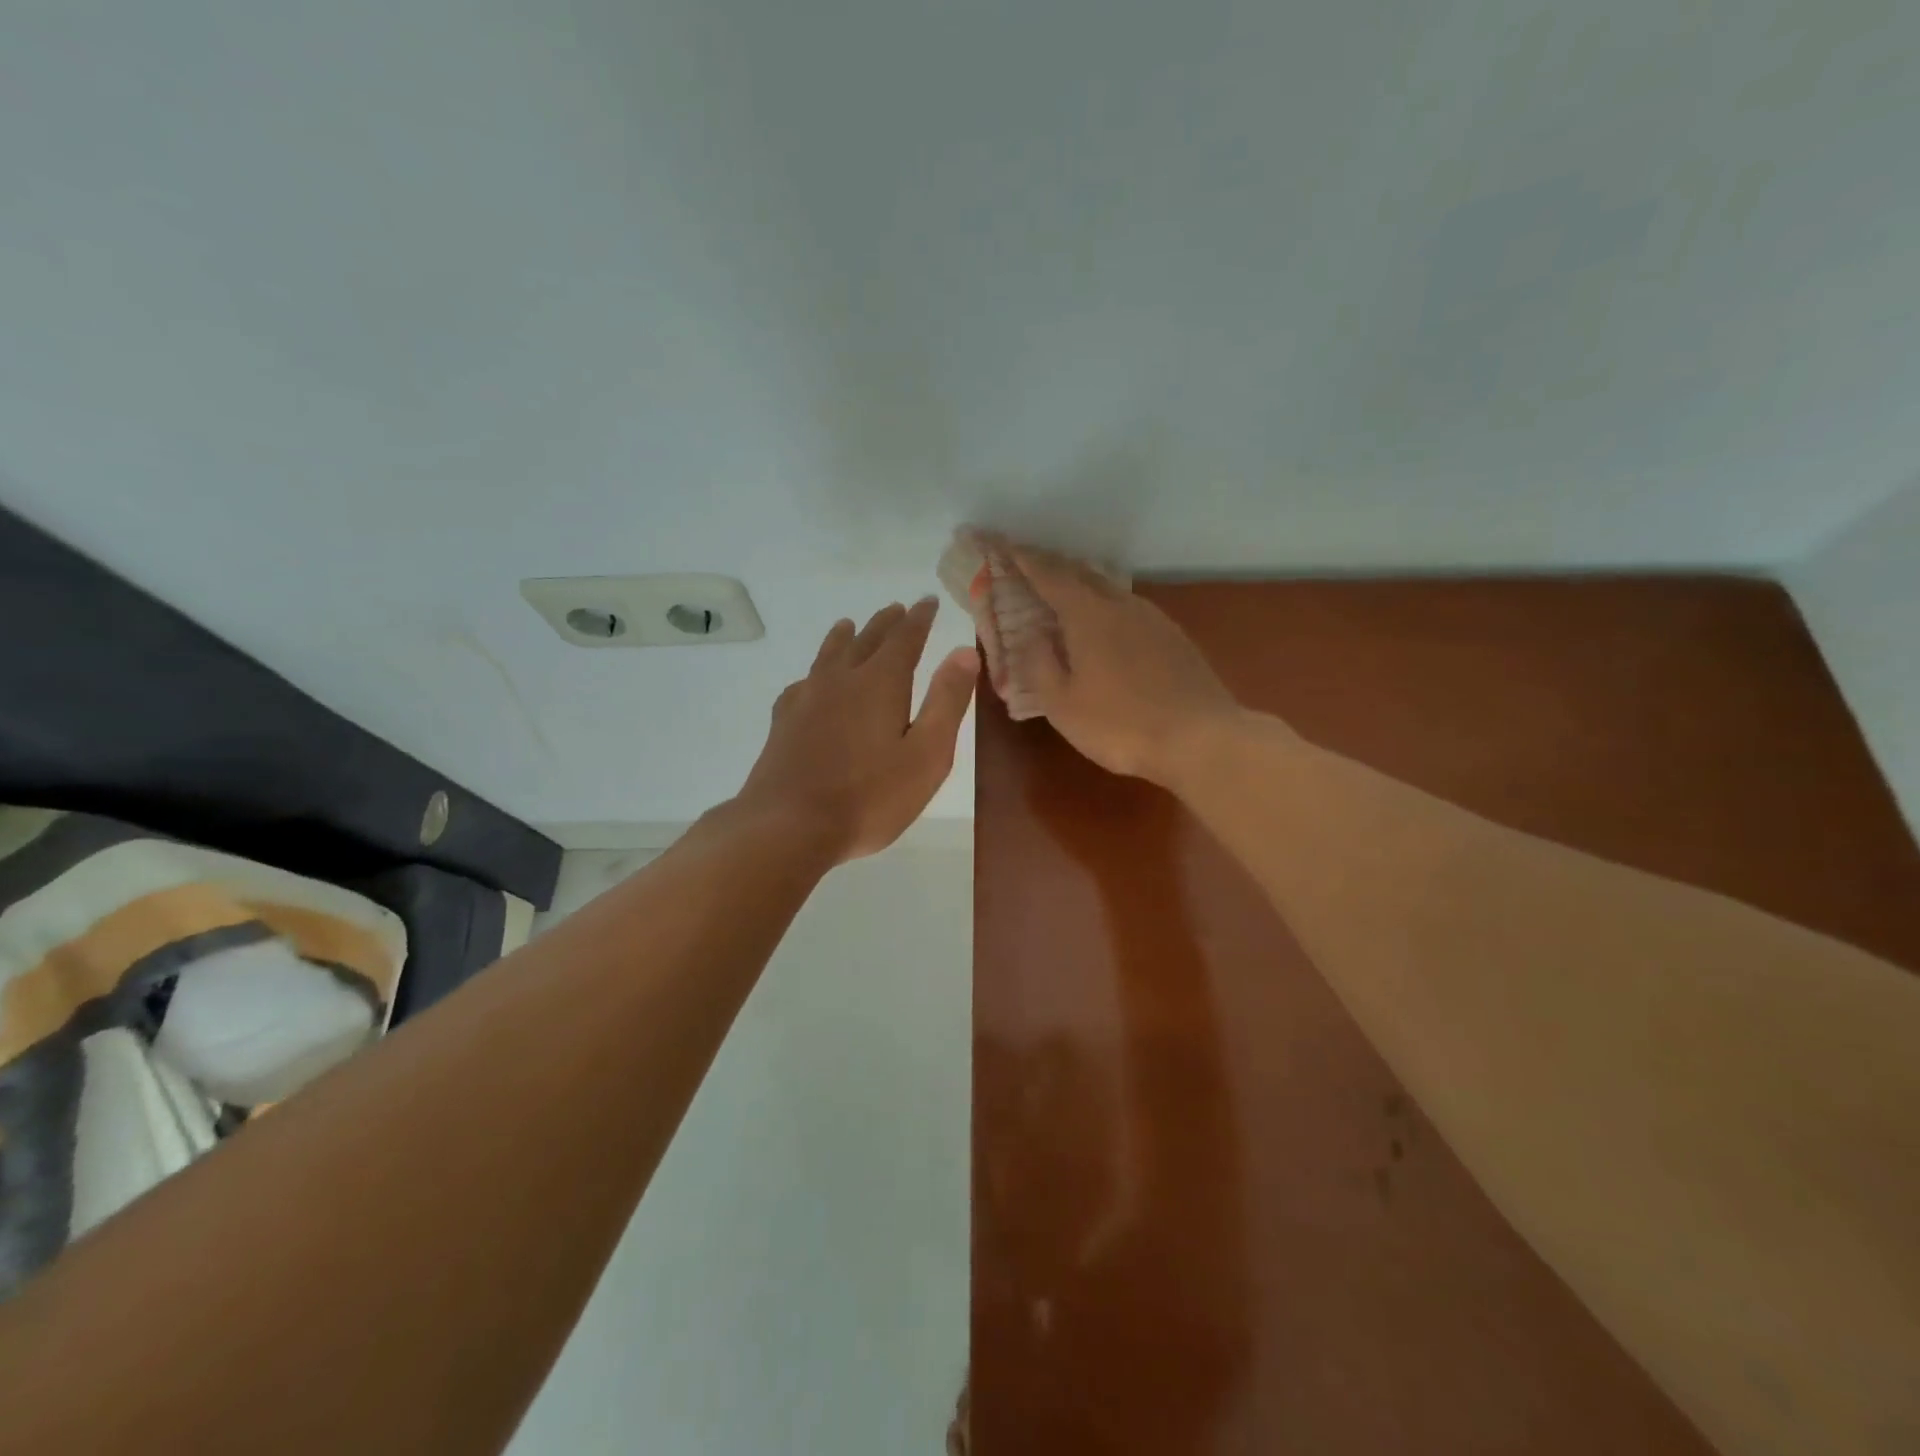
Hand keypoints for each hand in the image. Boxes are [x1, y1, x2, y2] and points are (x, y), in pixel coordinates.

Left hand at [737, 598, 977, 863]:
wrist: (789, 826)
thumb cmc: (869, 797)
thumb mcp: (926, 754)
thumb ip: (946, 701)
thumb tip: (965, 652)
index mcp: (880, 683)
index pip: (905, 638)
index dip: (919, 618)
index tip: (928, 601)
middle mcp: (841, 679)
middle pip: (866, 640)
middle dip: (886, 623)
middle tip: (897, 609)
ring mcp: (807, 699)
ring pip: (829, 655)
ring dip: (845, 637)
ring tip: (849, 626)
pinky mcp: (784, 722)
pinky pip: (803, 682)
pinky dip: (815, 672)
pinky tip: (810, 682)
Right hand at [988, 539, 1242, 785]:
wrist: (1201, 739)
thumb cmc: (1121, 725)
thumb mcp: (1062, 704)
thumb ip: (1039, 663)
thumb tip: (1032, 633)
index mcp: (1088, 615)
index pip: (1048, 575)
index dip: (1022, 558)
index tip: (1001, 544)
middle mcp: (1121, 604)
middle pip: (1080, 572)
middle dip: (1049, 564)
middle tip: (1025, 563)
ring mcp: (1152, 618)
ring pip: (1108, 587)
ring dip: (1079, 583)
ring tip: (1059, 589)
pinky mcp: (1172, 637)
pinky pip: (1127, 607)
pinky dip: (1103, 604)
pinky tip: (1102, 622)